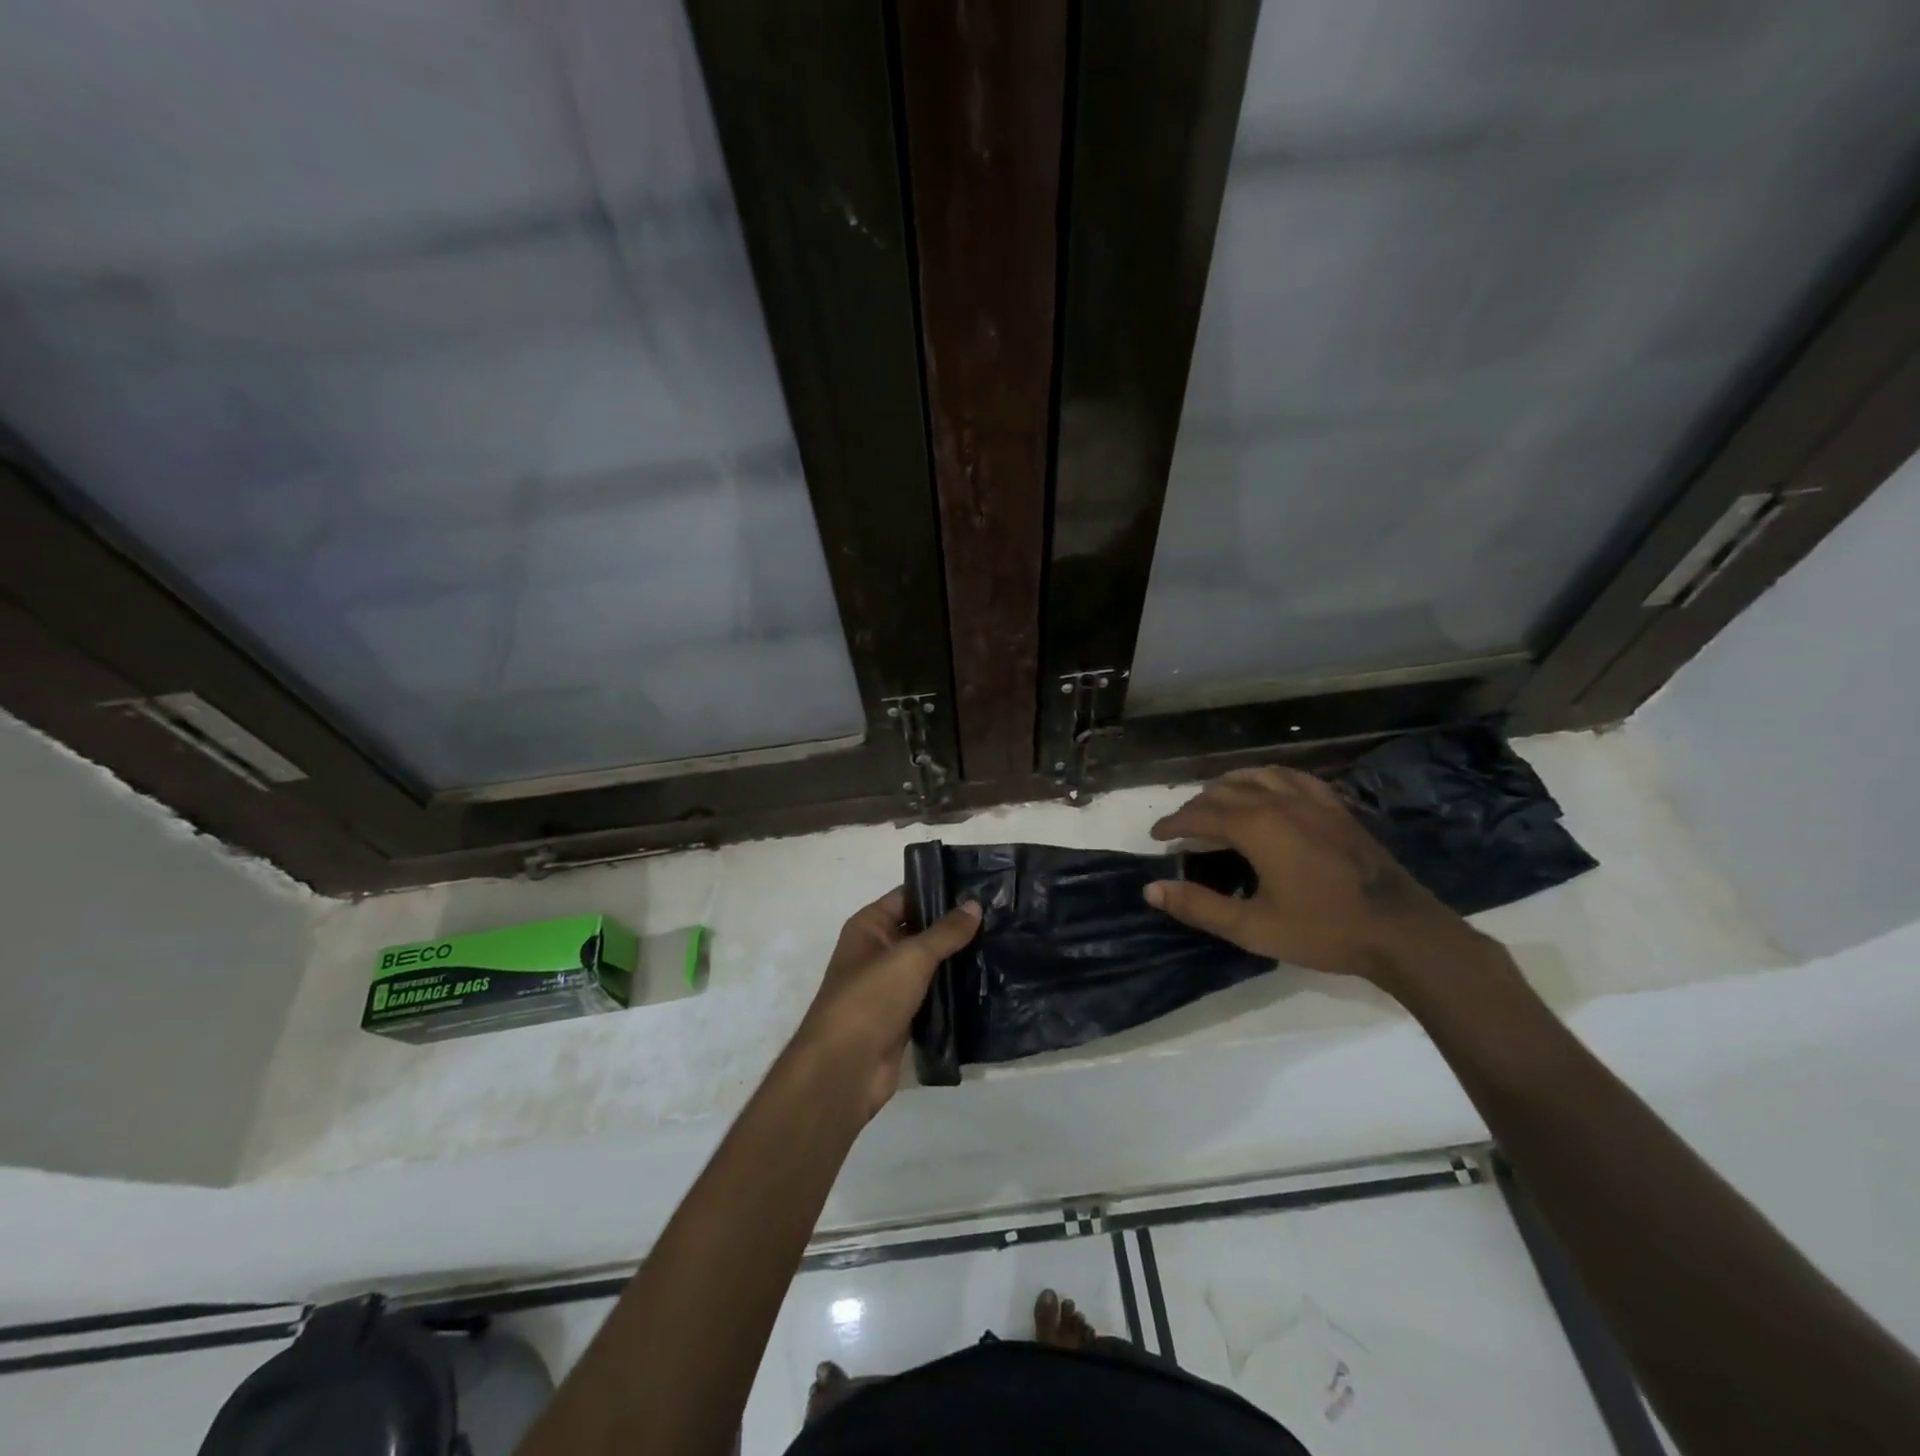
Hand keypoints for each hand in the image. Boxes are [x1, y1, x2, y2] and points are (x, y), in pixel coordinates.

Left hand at [791, 888, 981, 1118]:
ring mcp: (889, 987)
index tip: (980, 888)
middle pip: (920, 931)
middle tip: (999, 917)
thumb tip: (975, 904)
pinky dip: (953, 992)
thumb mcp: (911, 957)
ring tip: (1000, 945)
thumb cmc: (871, 998)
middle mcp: (877, 952)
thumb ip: (945, 932)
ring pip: (929, 965)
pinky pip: (932, 996)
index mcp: (869, 927)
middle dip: (954, 927)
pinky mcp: (902, 1018)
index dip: (940, 891)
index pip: (908, 897)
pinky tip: (985, 983)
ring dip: (957, 960)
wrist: (845, 1069)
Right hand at [1144, 766, 1485, 987]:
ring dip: (1229, 786)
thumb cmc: (1322, 930)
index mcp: (1256, 826)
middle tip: (1183, 830)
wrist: (1401, 932)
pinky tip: (1269, 789)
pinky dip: (1269, 779)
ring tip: (1216, 802)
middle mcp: (1280, 802)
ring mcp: (1312, 801)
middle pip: (1225, 791)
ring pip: (1257, 776)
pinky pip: (1293, 778)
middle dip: (1197, 807)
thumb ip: (1199, 906)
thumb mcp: (1252, 927)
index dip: (1173, 824)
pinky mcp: (1336, 808)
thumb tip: (1151, 890)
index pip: (1200, 814)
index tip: (1156, 837)